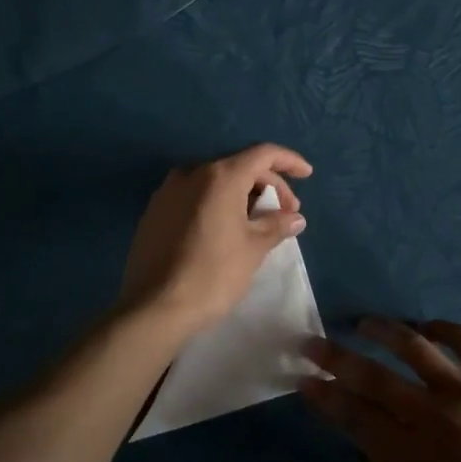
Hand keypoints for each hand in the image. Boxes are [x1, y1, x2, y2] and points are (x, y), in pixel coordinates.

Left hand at [118, 144, 312, 335]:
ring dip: (242, 194)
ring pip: (215, 181)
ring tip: (258, 221)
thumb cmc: (212, 274)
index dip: (288, 161)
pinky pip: (194, 196)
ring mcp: (168, 191)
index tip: (307, 174)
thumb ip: (276, 225)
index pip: (262, 154)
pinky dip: (217, 203)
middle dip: (268, 184)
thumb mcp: (253, 249)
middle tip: (285, 212)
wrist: (154, 307)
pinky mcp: (154, 211)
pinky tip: (226, 228)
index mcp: (219, 176)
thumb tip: (294, 217)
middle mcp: (191, 173)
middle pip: (238, 166)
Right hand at [300, 319, 460, 461]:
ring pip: (412, 346)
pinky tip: (426, 327)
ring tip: (364, 323)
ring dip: (382, 331)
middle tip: (311, 342)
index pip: (355, 417)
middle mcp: (429, 412)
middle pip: (371, 376)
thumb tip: (373, 455)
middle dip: (334, 358)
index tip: (304, 381)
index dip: (326, 398)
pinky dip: (441, 328)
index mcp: (413, 453)